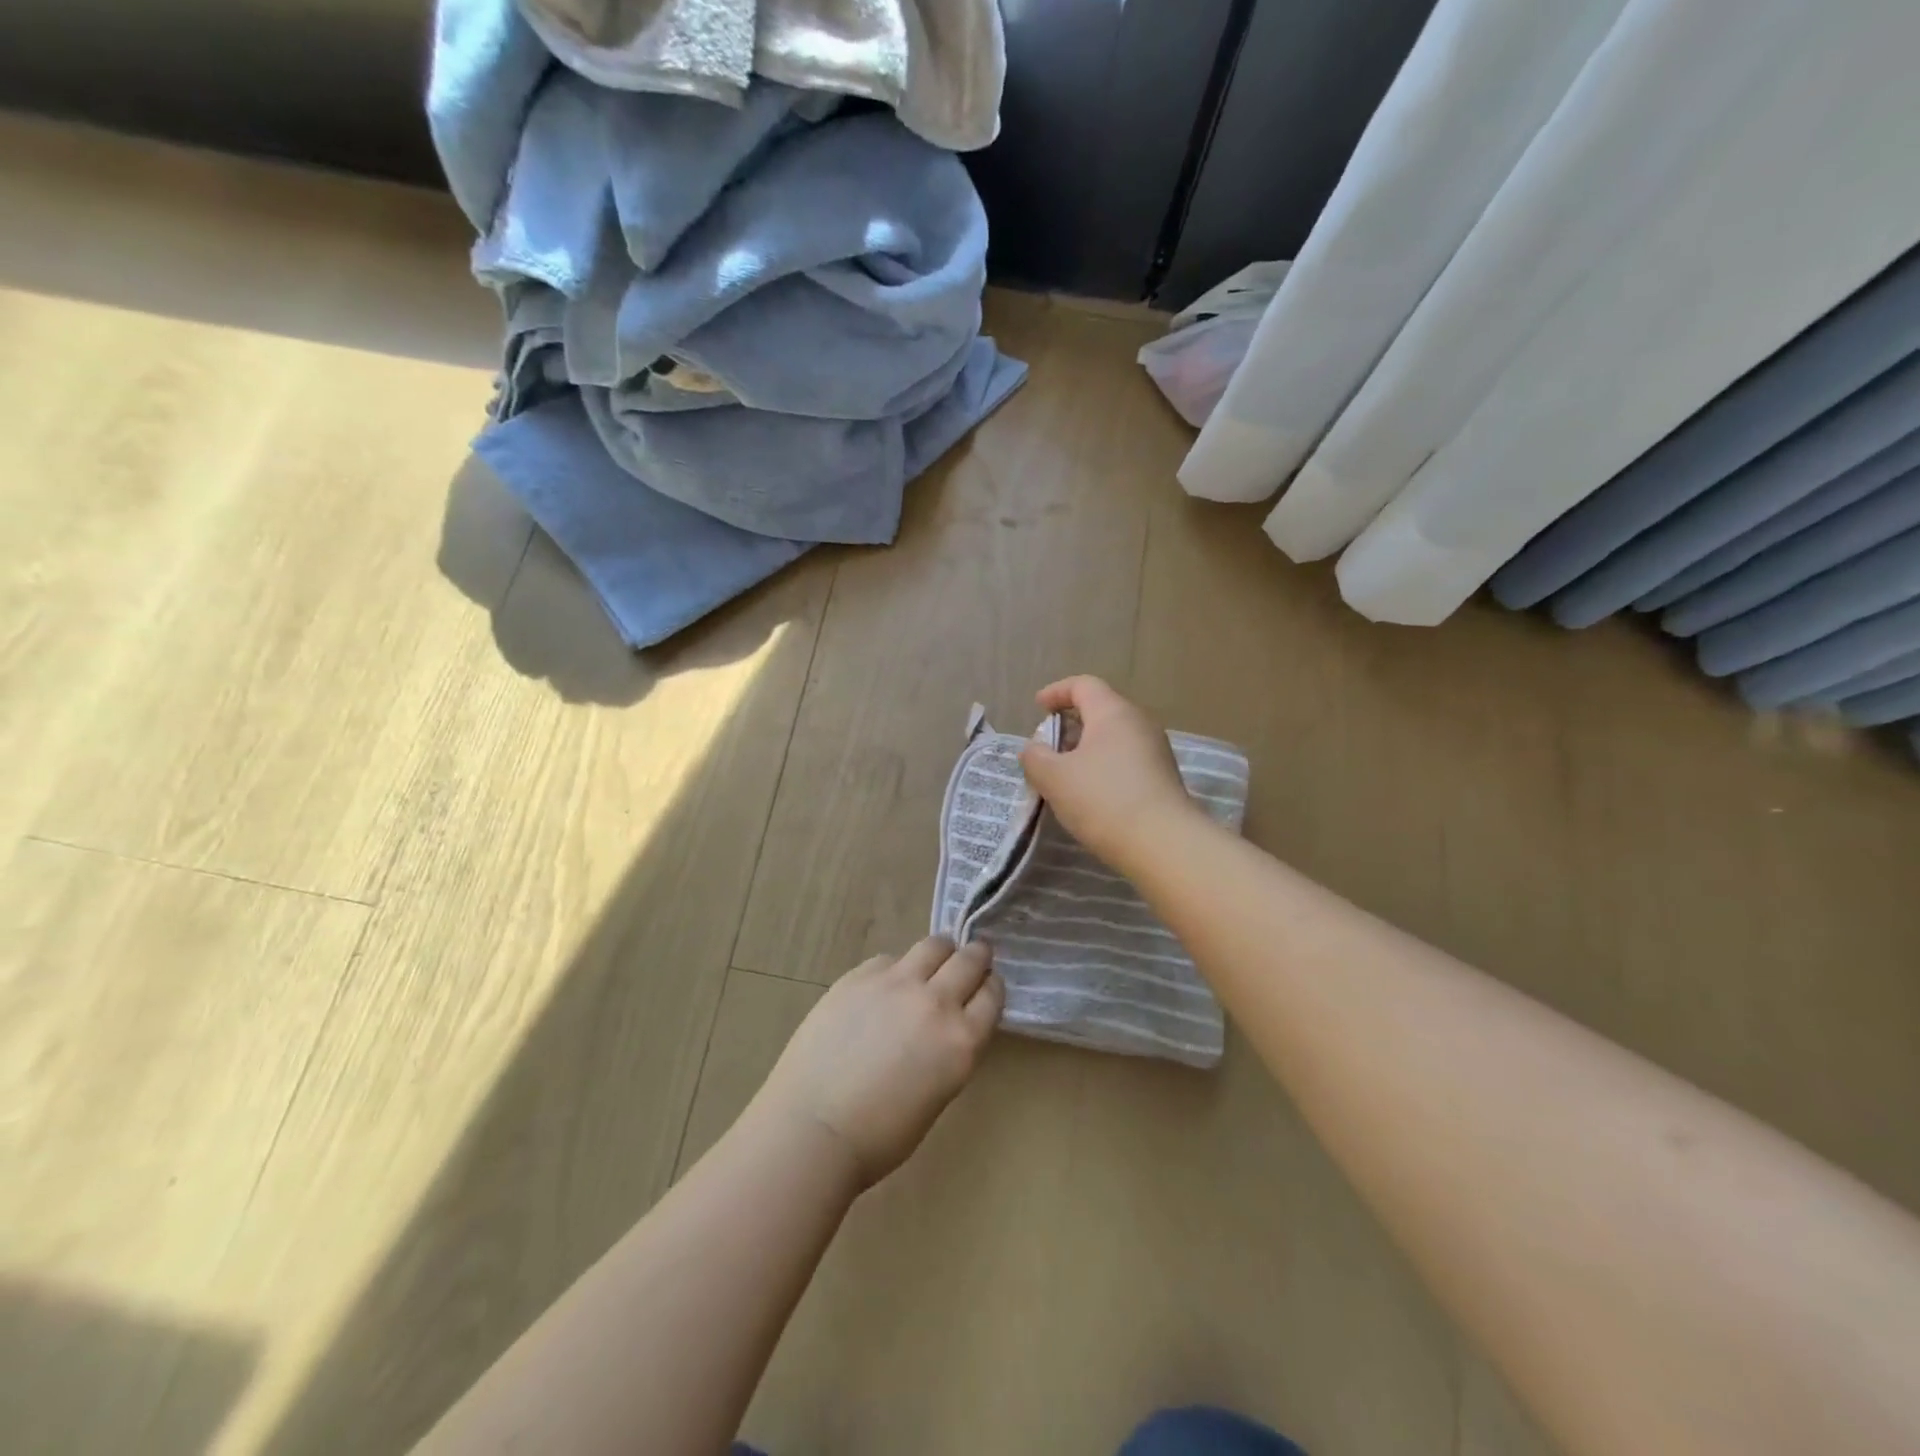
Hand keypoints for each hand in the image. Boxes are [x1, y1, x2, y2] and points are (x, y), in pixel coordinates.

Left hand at [750, 938, 1003, 1189]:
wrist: (813, 1126)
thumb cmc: (879, 1136)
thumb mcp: (937, 1095)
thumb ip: (950, 1052)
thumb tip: (945, 1030)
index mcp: (961, 1041)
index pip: (992, 994)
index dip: (991, 987)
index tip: (986, 987)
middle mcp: (935, 1002)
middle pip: (969, 960)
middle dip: (977, 957)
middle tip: (973, 959)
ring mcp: (896, 983)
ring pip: (933, 946)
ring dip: (941, 952)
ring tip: (933, 962)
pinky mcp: (859, 976)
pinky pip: (889, 959)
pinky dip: (896, 969)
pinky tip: (884, 989)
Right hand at [1019, 675, 1199, 871]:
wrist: (1163, 844)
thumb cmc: (1103, 799)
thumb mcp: (1054, 778)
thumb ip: (1035, 757)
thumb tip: (1033, 749)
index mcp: (1113, 712)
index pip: (1083, 685)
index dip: (1057, 692)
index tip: (1038, 707)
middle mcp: (1139, 723)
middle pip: (1101, 710)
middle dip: (1071, 724)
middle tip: (1048, 747)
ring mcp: (1156, 751)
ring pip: (1114, 738)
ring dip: (1086, 749)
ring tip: (1065, 775)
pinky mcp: (1163, 778)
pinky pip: (1126, 761)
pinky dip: (1104, 768)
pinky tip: (1090, 795)